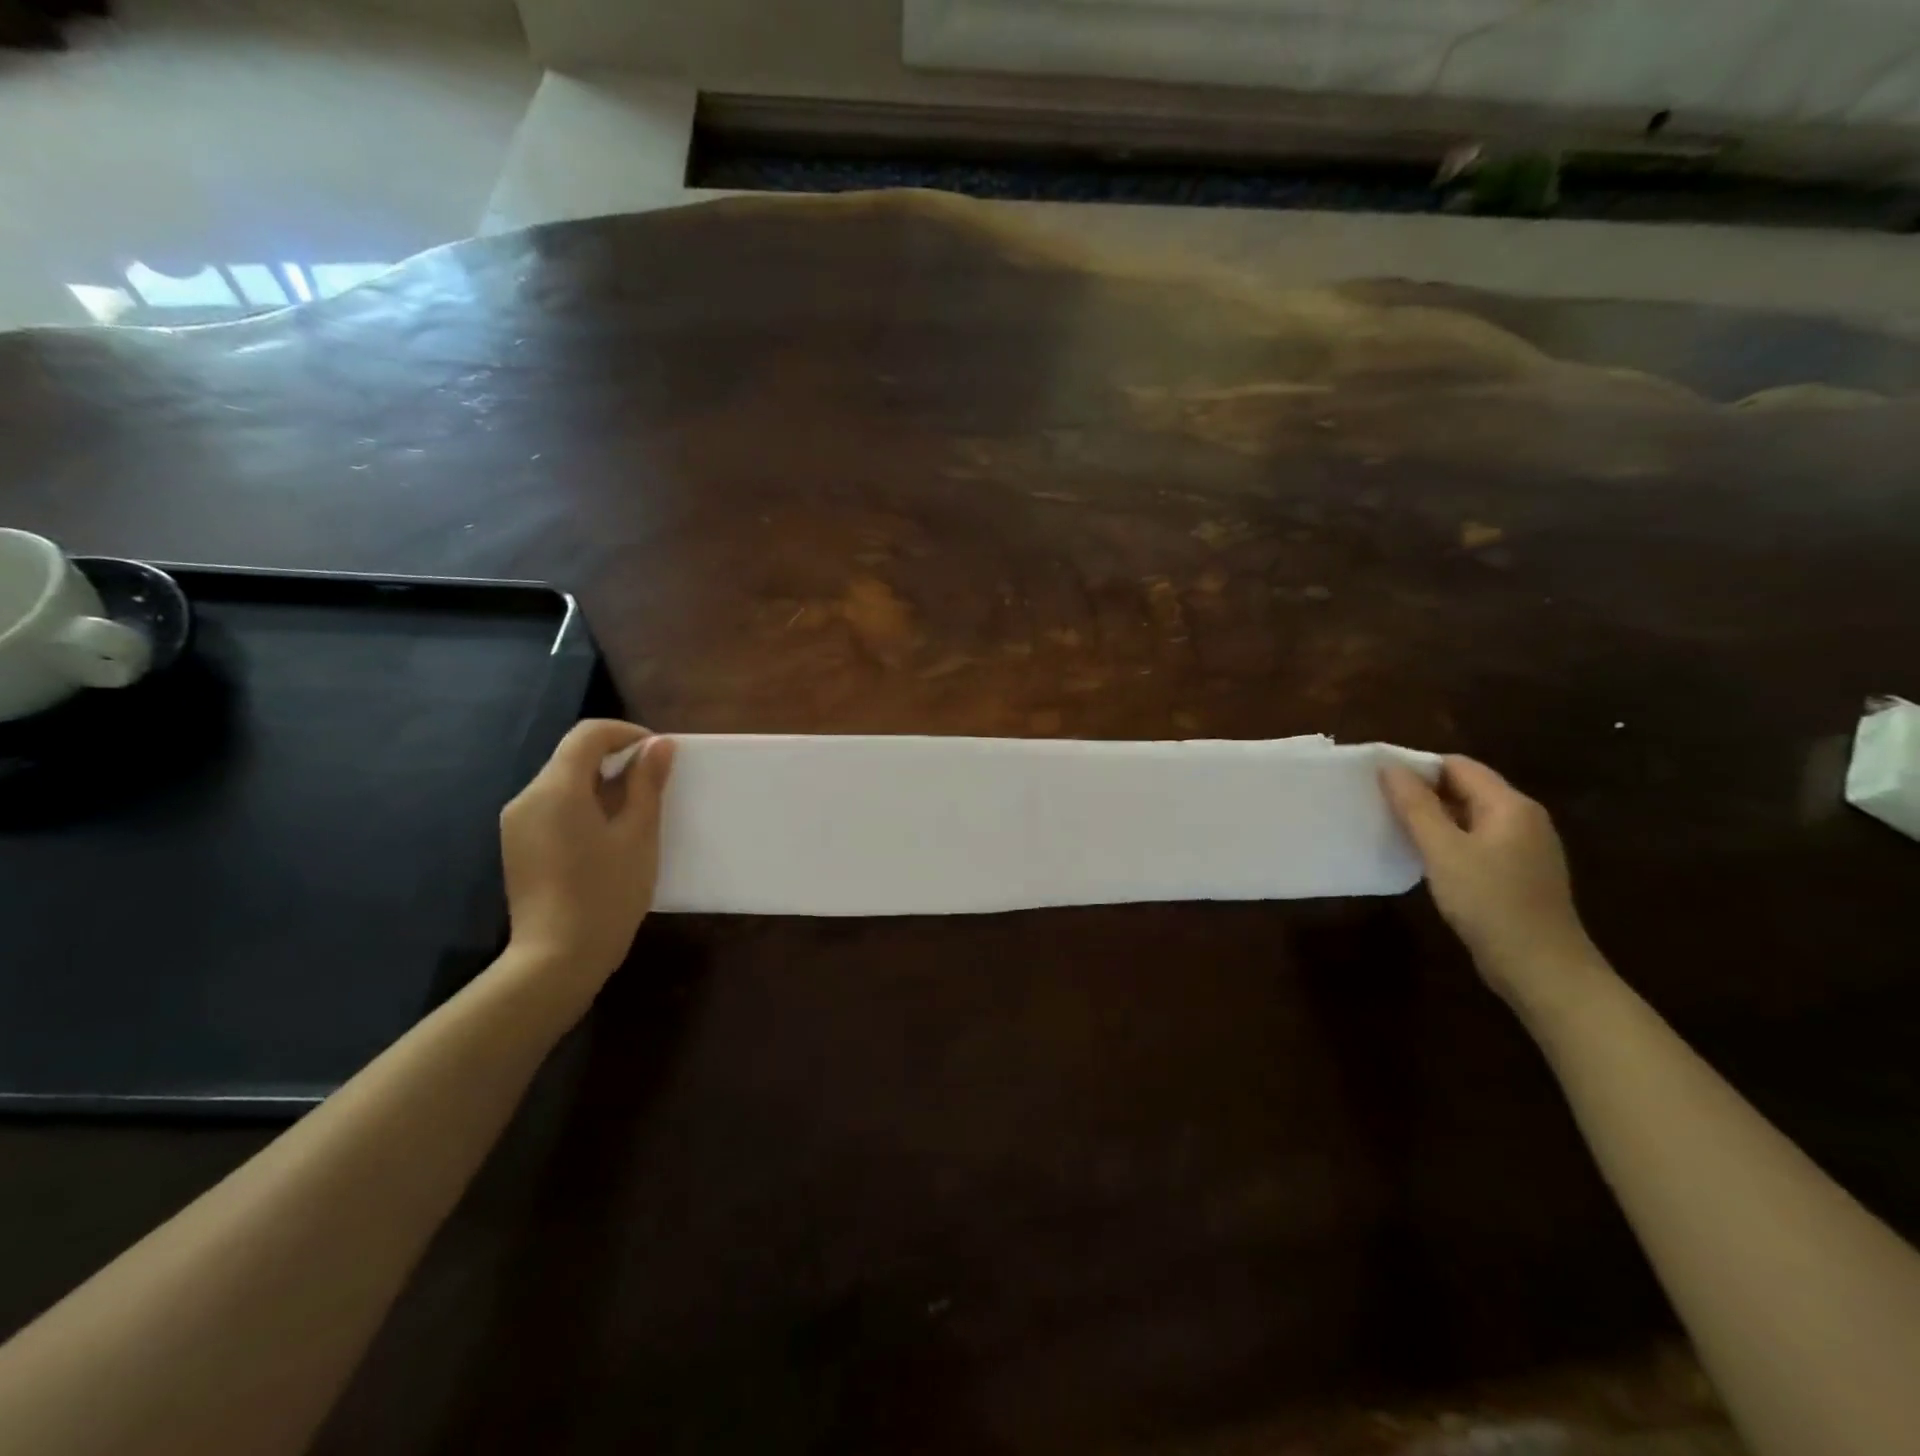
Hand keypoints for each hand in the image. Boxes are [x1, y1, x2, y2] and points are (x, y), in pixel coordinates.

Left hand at [500, 720, 674, 993]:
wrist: (557, 959)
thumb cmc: (607, 893)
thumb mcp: (638, 835)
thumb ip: (647, 784)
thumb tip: (659, 745)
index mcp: (556, 789)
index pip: (588, 735)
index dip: (627, 733)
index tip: (659, 755)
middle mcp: (528, 797)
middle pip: (573, 757)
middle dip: (616, 760)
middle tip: (655, 786)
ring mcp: (517, 823)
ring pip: (563, 783)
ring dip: (601, 784)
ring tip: (636, 815)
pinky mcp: (518, 845)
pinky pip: (553, 808)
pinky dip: (583, 806)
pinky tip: (607, 837)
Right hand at [1381, 755, 1600, 1012]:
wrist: (1541, 969)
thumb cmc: (1490, 902)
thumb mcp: (1443, 851)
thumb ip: (1415, 806)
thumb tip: (1389, 767)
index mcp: (1510, 805)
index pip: (1458, 766)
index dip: (1417, 768)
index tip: (1378, 782)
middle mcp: (1523, 819)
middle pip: (1466, 788)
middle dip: (1422, 792)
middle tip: (1379, 804)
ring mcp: (1524, 848)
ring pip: (1469, 817)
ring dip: (1433, 818)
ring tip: (1393, 828)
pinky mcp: (1518, 873)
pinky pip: (1476, 841)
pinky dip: (1448, 841)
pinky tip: (1425, 859)